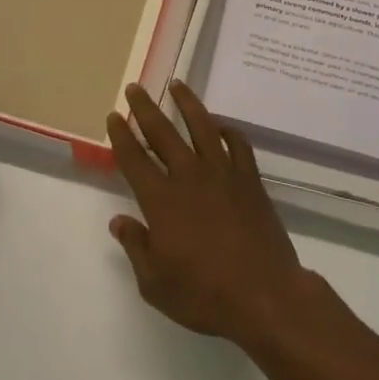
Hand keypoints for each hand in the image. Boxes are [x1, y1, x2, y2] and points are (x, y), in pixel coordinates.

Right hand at [107, 81, 321, 346]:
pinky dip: (227, 129)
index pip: (134, 159)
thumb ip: (136, 247)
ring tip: (176, 84)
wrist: (265, 295)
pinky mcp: (249, 179)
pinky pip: (237, 143)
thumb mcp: (156, 284)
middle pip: (162, 132)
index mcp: (161, 200)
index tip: (114, 116)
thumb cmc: (204, 295)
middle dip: (145, 108)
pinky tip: (220, 125)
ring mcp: (223, 173)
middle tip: (135, 87)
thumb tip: (119, 221)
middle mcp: (189, 176)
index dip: (121, 136)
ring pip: (202, 125)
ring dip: (187, 102)